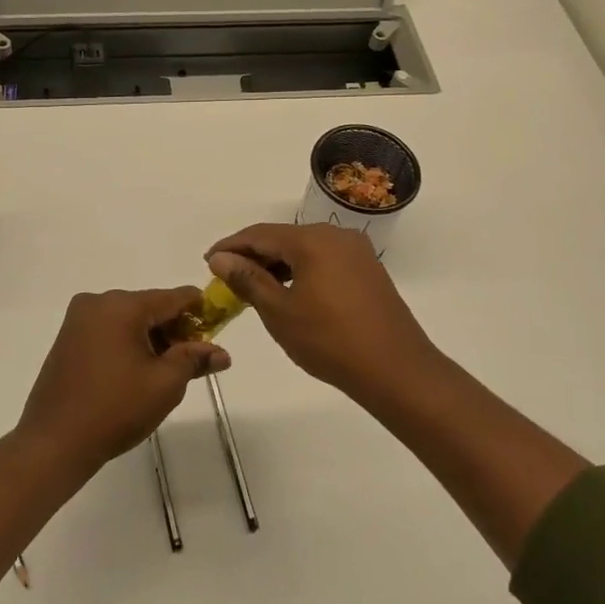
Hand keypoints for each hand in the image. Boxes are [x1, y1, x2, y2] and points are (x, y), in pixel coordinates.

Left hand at [17, 287, 230, 473]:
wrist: (54, 442)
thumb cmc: (116, 409)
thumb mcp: (165, 384)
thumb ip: (195, 360)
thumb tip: (222, 353)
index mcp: (123, 305)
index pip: (174, 297)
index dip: (200, 311)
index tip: (217, 329)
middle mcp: (98, 302)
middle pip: (150, 306)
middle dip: (175, 330)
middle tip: (193, 362)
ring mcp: (78, 319)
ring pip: (129, 319)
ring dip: (151, 338)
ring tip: (165, 372)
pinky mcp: (67, 337)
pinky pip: (109, 330)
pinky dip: (128, 343)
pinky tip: (136, 372)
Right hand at [206, 223, 441, 395]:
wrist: (396, 369)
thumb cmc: (330, 341)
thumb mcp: (280, 312)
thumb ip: (248, 279)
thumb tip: (221, 258)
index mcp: (313, 240)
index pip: (260, 234)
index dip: (231, 246)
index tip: (208, 261)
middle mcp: (336, 236)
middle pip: (284, 238)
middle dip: (253, 256)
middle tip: (227, 278)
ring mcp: (357, 252)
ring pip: (305, 250)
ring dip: (277, 265)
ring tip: (253, 288)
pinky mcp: (368, 271)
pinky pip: (324, 261)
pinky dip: (301, 272)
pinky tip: (289, 293)